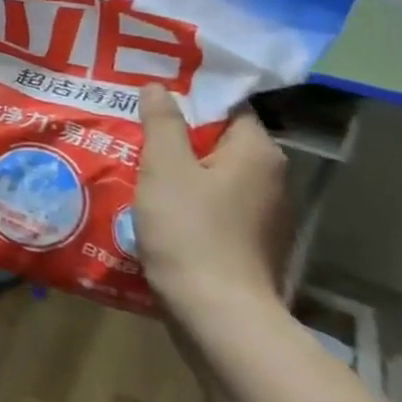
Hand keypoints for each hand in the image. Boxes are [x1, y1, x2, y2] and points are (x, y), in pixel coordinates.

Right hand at [133, 84, 290, 314]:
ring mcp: (262, 216)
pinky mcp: (248, 245)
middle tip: (131, 127)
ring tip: (133, 163)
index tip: (149, 97)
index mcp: (257, 154)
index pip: (227, 108)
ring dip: (178, 171)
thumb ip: (161, 123)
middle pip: (218, 142)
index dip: (188, 99)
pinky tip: (152, 205)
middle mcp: (270, 180)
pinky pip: (213, 207)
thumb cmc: (191, 230)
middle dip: (176, 136)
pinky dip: (186, 201)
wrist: (217, 314)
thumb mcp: (165, 168)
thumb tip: (158, 87)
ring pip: (213, 177)